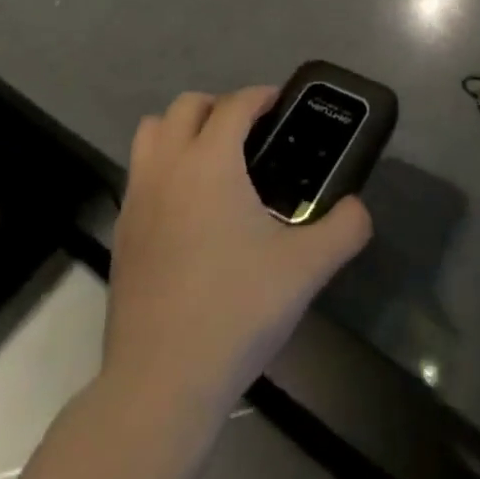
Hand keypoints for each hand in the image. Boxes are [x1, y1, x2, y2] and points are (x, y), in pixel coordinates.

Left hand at [104, 87, 372, 417]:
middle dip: (219, 105)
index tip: (281, 103)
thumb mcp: (306, 269)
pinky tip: (189, 207)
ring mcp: (136, 198)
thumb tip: (359, 208)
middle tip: (250, 131)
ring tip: (214, 159)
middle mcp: (167, 166)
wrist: (161, 382)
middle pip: (185, 106)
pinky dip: (164, 167)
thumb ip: (345, 229)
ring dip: (181, 129)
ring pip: (151, 133)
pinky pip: (140, 173)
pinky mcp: (120, 232)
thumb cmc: (236, 311)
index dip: (260, 96)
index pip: (234, 104)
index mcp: (209, 161)